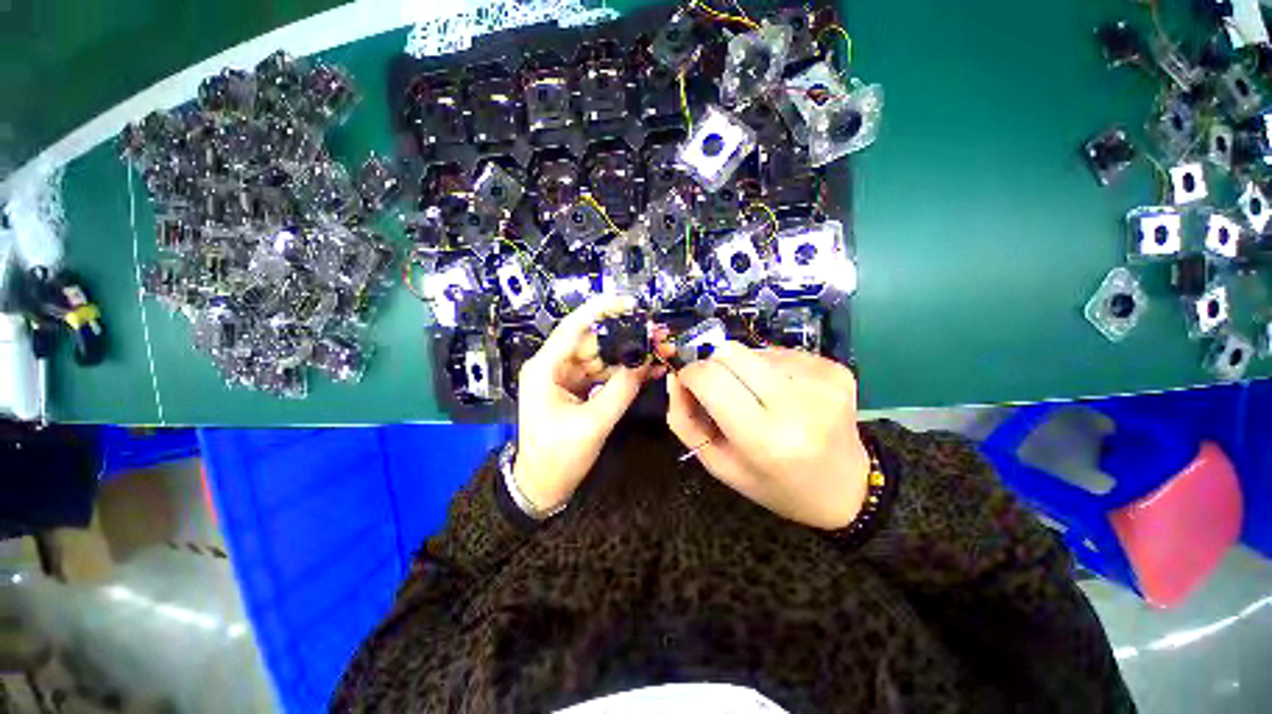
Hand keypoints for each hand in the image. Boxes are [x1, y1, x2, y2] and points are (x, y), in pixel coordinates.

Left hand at [513, 295, 662, 511]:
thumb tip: (646, 362)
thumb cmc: (558, 457)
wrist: (543, 486)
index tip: (632, 304)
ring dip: (630, 354)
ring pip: (602, 356)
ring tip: (661, 350)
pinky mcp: (579, 388)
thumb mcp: (592, 424)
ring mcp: (568, 377)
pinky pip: (604, 373)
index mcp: (546, 368)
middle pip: (594, 341)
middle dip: (626, 336)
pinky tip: (649, 369)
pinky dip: (625, 371)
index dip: (602, 311)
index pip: (574, 327)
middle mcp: (555, 366)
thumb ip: (621, 391)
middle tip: (657, 335)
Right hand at [664, 342, 870, 529]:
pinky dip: (768, 368)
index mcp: (766, 440)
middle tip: (720, 390)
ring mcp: (821, 382)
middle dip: (712, 365)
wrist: (846, 489)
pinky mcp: (835, 369)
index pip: (710, 378)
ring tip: (758, 398)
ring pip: (752, 350)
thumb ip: (685, 419)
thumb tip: (675, 375)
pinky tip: (781, 394)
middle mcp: (798, 404)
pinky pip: (779, 353)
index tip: (687, 382)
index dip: (689, 373)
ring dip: (743, 369)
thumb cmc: (774, 483)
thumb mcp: (718, 464)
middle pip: (730, 352)